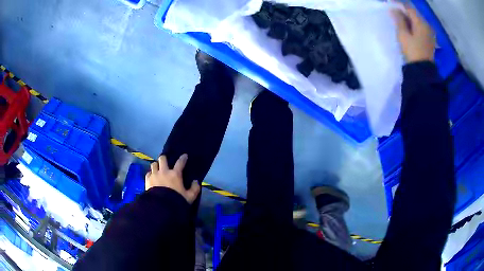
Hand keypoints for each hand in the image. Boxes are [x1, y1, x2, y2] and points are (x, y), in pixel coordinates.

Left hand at [145, 154, 199, 203]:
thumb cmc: (176, 201)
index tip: (184, 155)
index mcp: (175, 174)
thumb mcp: (189, 197)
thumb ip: (194, 189)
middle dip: (164, 158)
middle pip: (162, 159)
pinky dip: (150, 174)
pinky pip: (148, 173)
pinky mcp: (147, 180)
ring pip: (153, 164)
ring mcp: (154, 175)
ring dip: (156, 165)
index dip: (183, 158)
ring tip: (157, 169)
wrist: (161, 207)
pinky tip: (152, 177)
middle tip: (165, 161)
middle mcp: (164, 172)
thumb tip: (196, 181)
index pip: (180, 163)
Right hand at [391, 6, 434, 62]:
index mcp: (421, 23)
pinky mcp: (430, 39)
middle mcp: (427, 25)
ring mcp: (430, 33)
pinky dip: (414, 24)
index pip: (409, 7)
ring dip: (409, 18)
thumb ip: (399, 20)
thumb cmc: (412, 52)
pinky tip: (409, 27)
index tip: (391, 3)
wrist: (423, 71)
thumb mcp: (403, 35)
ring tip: (400, 19)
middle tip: (395, 11)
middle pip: (414, 13)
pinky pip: (421, 27)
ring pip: (418, 20)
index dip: (399, 4)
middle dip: (404, 11)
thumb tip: (394, 9)